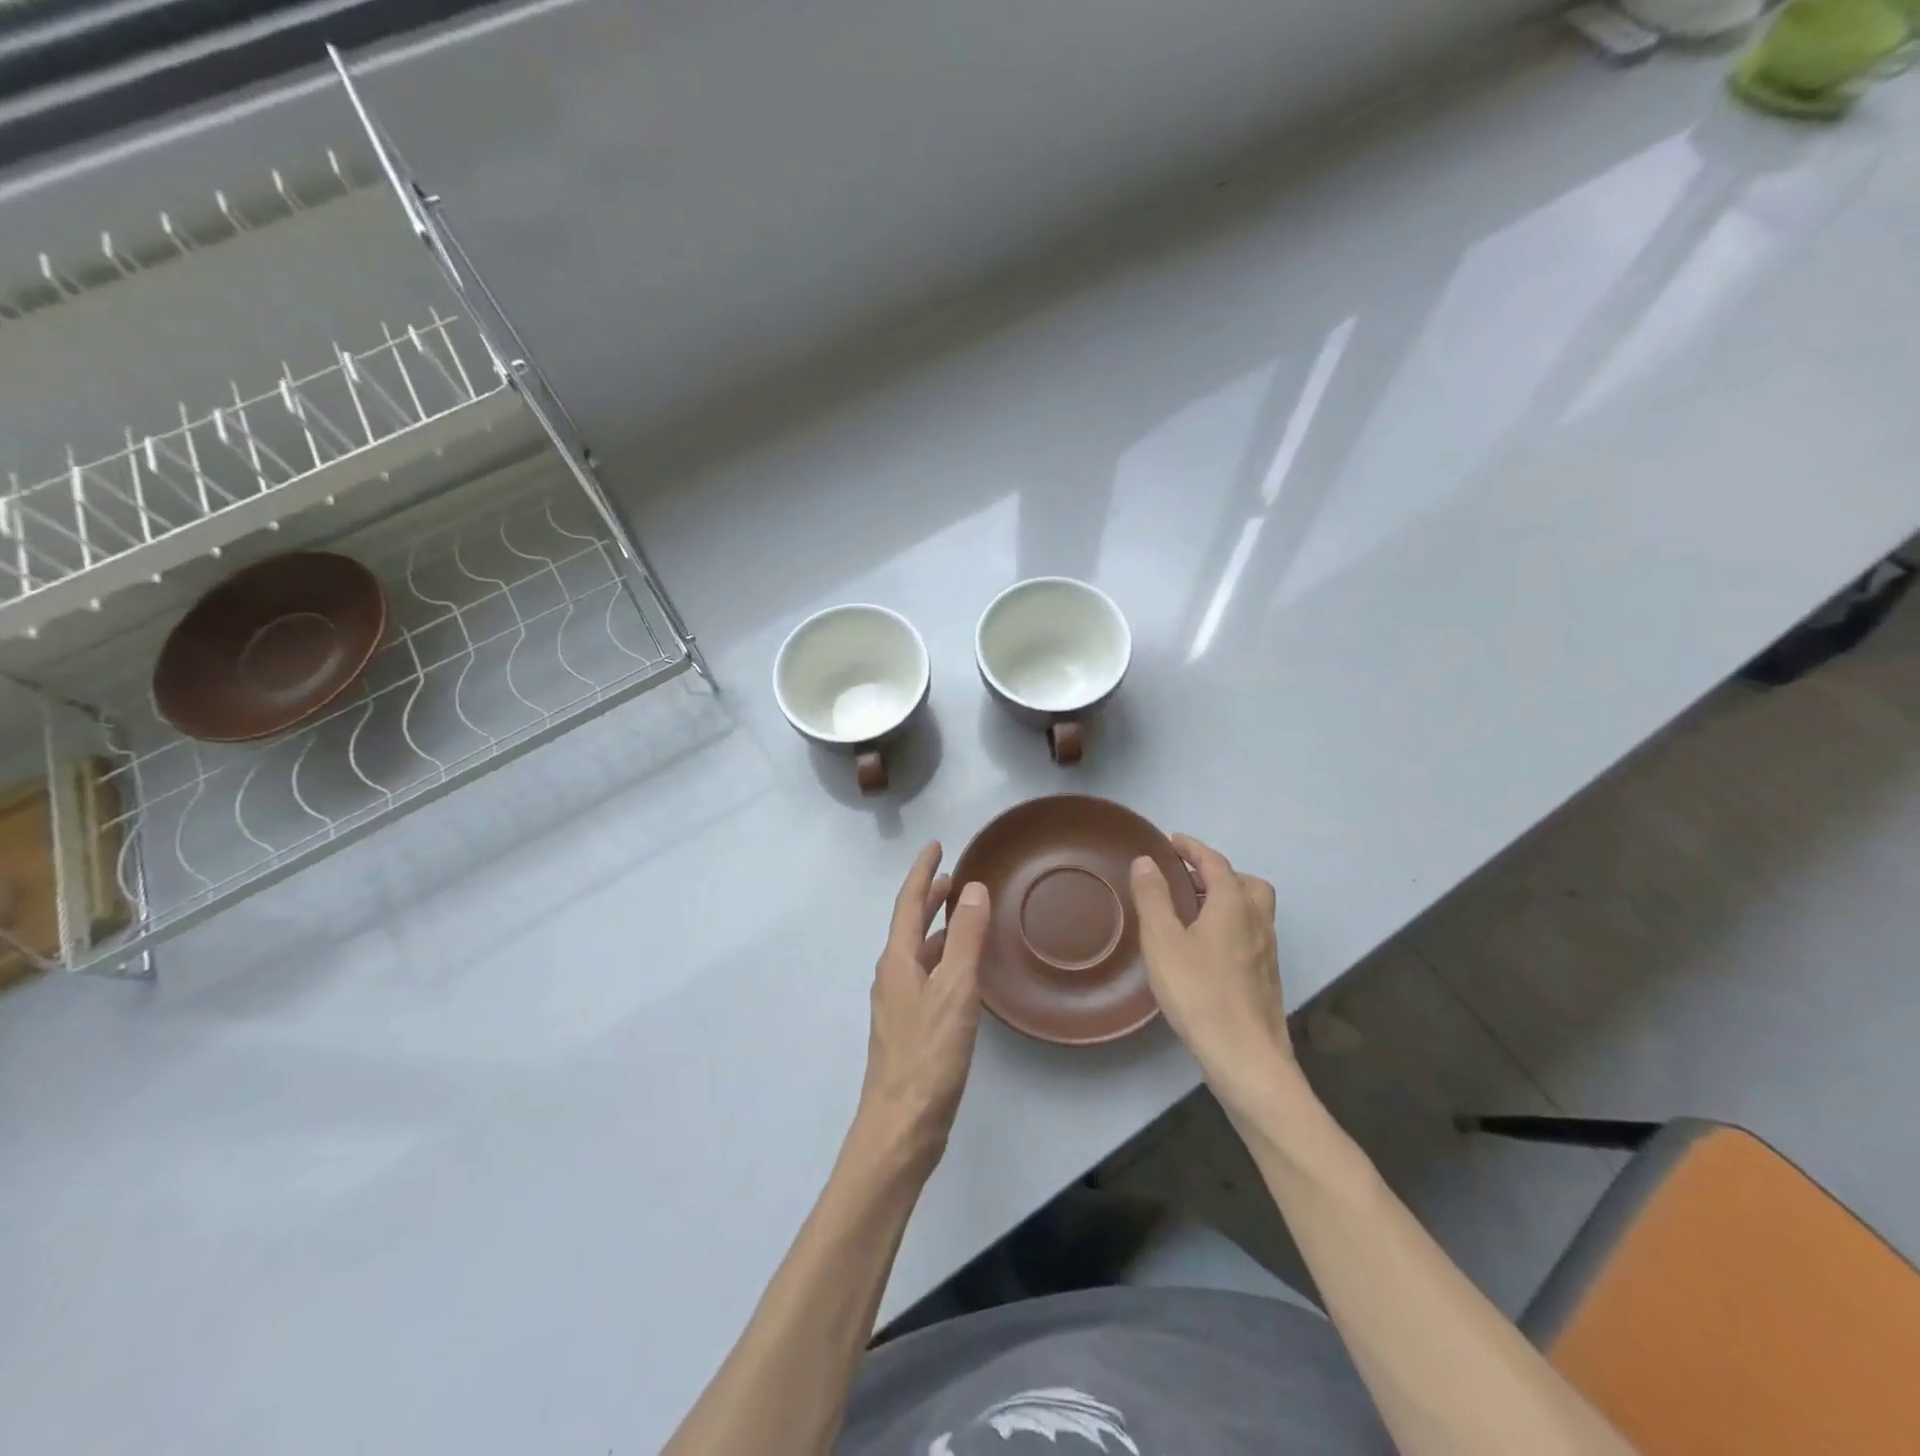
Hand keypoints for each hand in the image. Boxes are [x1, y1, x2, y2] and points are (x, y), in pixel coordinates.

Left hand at [855, 842, 990, 1175]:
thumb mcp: (955, 991)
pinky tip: (962, 969)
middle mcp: (893, 975)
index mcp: (898, 961)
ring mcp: (899, 1004)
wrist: (901, 1128)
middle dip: (929, 897)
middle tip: (954, 876)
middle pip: (910, 925)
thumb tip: (972, 889)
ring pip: (919, 951)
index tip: (937, 846)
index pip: (908, 902)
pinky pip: (927, 975)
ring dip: (937, 927)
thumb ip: (966, 939)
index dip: (923, 872)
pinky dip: (944, 958)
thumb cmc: (928, 1055)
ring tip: (963, 914)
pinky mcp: (911, 1028)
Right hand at [1131, 833, 1292, 1110]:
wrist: (1245, 1056)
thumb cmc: (1199, 991)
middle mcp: (1257, 921)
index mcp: (1233, 904)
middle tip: (1188, 879)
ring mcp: (1267, 951)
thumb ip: (1153, 897)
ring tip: (1194, 912)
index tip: (1172, 841)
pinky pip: (1251, 934)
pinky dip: (1232, 925)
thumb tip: (1146, 860)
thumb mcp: (1162, 940)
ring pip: (1253, 910)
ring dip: (1228, 899)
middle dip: (1219, 873)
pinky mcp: (1266, 977)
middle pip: (1246, 883)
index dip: (1193, 848)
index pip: (1215, 862)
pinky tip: (1207, 949)